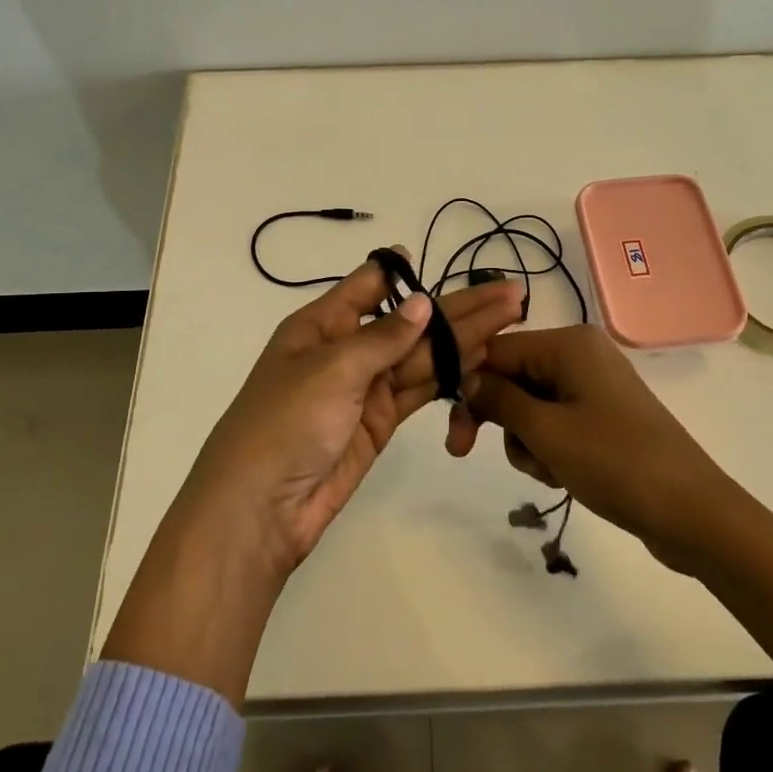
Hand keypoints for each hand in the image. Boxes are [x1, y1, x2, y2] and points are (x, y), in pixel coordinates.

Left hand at [180, 256, 526, 582]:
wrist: (261, 508)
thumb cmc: (285, 422)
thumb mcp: (331, 369)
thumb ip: (383, 337)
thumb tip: (423, 302)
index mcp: (322, 324)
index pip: (370, 286)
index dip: (407, 274)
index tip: (442, 263)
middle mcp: (347, 349)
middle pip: (410, 321)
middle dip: (459, 307)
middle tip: (511, 293)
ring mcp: (366, 388)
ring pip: (422, 355)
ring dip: (465, 337)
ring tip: (511, 317)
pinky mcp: (381, 422)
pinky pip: (420, 389)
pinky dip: (450, 373)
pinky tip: (482, 355)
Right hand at [445, 324, 731, 564]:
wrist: (692, 513)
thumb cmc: (615, 462)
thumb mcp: (546, 432)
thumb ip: (499, 400)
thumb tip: (466, 379)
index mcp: (568, 344)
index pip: (496, 352)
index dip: (468, 387)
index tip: (451, 431)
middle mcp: (580, 355)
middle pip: (511, 378)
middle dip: (499, 420)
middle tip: (465, 454)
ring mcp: (593, 387)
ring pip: (529, 407)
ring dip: (526, 441)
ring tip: (549, 470)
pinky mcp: (603, 417)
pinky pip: (555, 423)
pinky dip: (548, 448)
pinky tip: (563, 475)